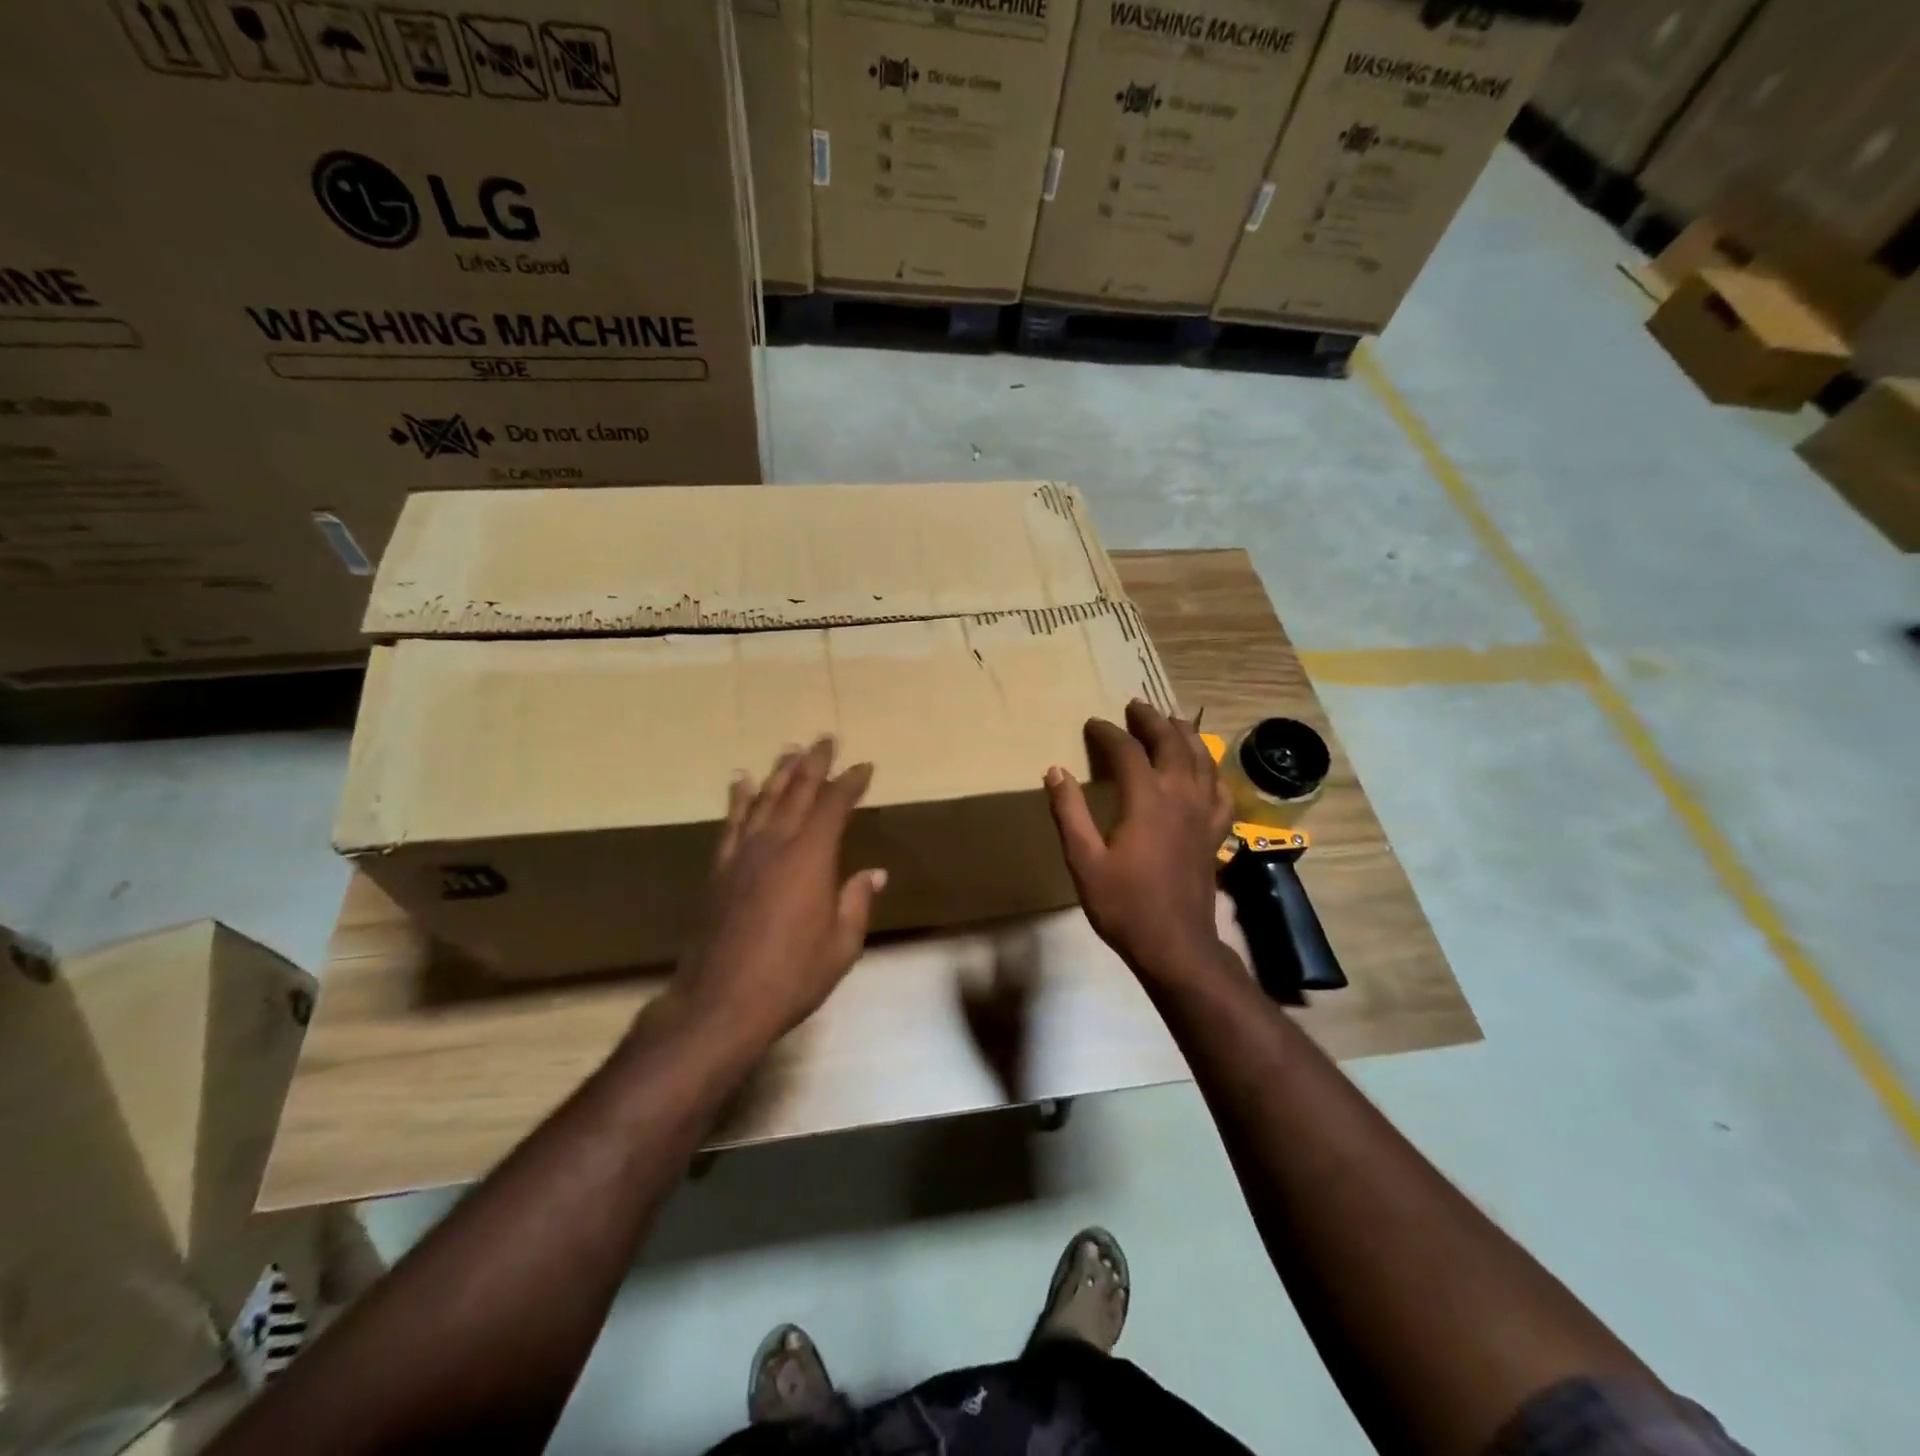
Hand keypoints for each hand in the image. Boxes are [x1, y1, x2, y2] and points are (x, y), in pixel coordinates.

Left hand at [673, 737, 885, 1044]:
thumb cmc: (791, 977)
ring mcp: (742, 854)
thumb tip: (873, 874)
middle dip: (815, 763)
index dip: (850, 783)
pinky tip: (741, 781)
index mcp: (811, 858)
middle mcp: (776, 844)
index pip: (835, 806)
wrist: (720, 1002)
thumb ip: (856, 903)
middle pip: (798, 791)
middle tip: (826, 739)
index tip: (864, 767)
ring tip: (790, 749)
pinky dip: (738, 798)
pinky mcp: (719, 869)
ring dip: (780, 772)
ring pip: (763, 799)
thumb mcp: (841, 946)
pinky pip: (731, 822)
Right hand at [1045, 700, 1231, 981]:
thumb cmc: (1124, 905)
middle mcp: (1181, 796)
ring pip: (1201, 759)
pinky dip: (1211, 771)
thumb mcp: (1084, 861)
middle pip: (1171, 743)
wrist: (1175, 946)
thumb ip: (1069, 813)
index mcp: (1146, 800)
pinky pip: (1220, 790)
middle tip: (1135, 706)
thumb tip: (1055, 771)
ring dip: (1184, 734)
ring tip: (1170, 721)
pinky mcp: (1215, 832)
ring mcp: (1204, 813)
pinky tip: (1204, 769)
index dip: (1107, 733)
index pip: (1127, 751)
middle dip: (1151, 720)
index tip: (1092, 724)